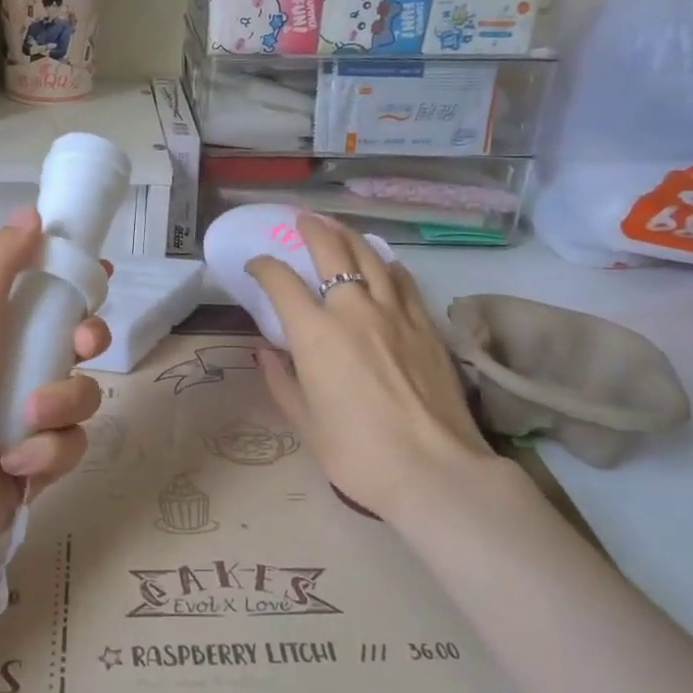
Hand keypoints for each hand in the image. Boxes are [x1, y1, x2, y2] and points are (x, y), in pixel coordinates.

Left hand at [0, 209, 107, 580]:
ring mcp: (23, 425)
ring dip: (61, 406)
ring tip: (26, 421)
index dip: (76, 285)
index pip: (44, 299)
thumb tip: (32, 212)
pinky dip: (46, 454)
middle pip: (77, 346)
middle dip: (90, 341)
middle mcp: (11, 375)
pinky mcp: (33, 472)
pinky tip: (13, 465)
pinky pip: (68, 450)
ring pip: (80, 400)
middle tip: (84, 345)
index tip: (102, 274)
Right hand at [248, 215, 492, 518]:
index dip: (264, 266)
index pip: (281, 281)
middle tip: (302, 221)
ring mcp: (395, 312)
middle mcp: (353, 310)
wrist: (435, 471)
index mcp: (315, 334)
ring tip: (338, 229)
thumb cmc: (358, 454)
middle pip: (330, 250)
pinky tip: (383, 265)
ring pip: (370, 256)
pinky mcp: (425, 324)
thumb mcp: (306, 424)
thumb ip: (281, 382)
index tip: (256, 266)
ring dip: (349, 236)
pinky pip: (402, 279)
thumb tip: (266, 352)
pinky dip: (386, 265)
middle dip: (311, 229)